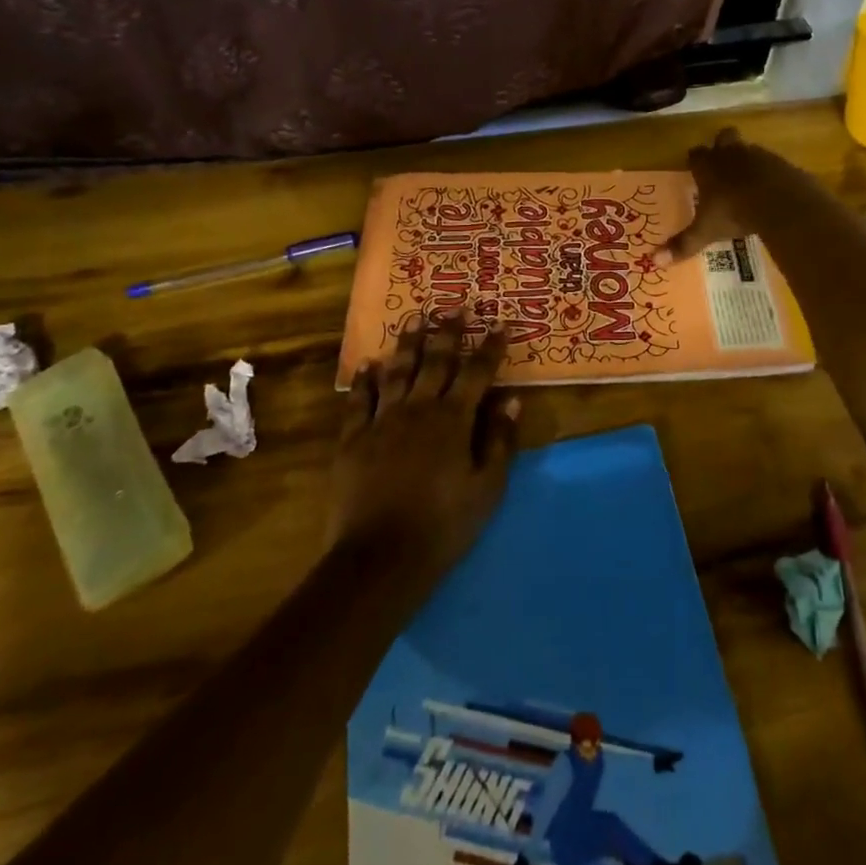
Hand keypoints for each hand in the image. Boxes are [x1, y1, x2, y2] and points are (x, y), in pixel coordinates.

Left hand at [327, 313, 520, 584]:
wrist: (380, 558)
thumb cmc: (444, 525)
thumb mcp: (487, 488)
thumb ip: (500, 441)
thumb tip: (512, 400)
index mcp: (453, 420)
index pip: (477, 373)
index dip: (490, 347)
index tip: (501, 324)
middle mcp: (418, 409)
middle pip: (435, 362)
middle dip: (448, 332)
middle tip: (455, 306)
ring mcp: (382, 421)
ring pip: (397, 371)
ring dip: (407, 343)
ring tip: (414, 318)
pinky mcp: (353, 439)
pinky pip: (359, 400)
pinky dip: (365, 380)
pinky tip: (368, 364)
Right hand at [657, 127, 774, 264]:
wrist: (780, 202)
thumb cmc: (734, 212)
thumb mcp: (706, 231)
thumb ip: (683, 244)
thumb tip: (655, 261)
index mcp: (709, 166)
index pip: (696, 154)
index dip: (695, 160)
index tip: (694, 169)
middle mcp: (731, 154)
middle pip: (724, 137)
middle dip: (722, 146)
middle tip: (722, 165)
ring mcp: (759, 155)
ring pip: (749, 149)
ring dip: (747, 161)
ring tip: (748, 183)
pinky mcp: (782, 163)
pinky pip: (773, 164)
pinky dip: (770, 174)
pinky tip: (771, 191)